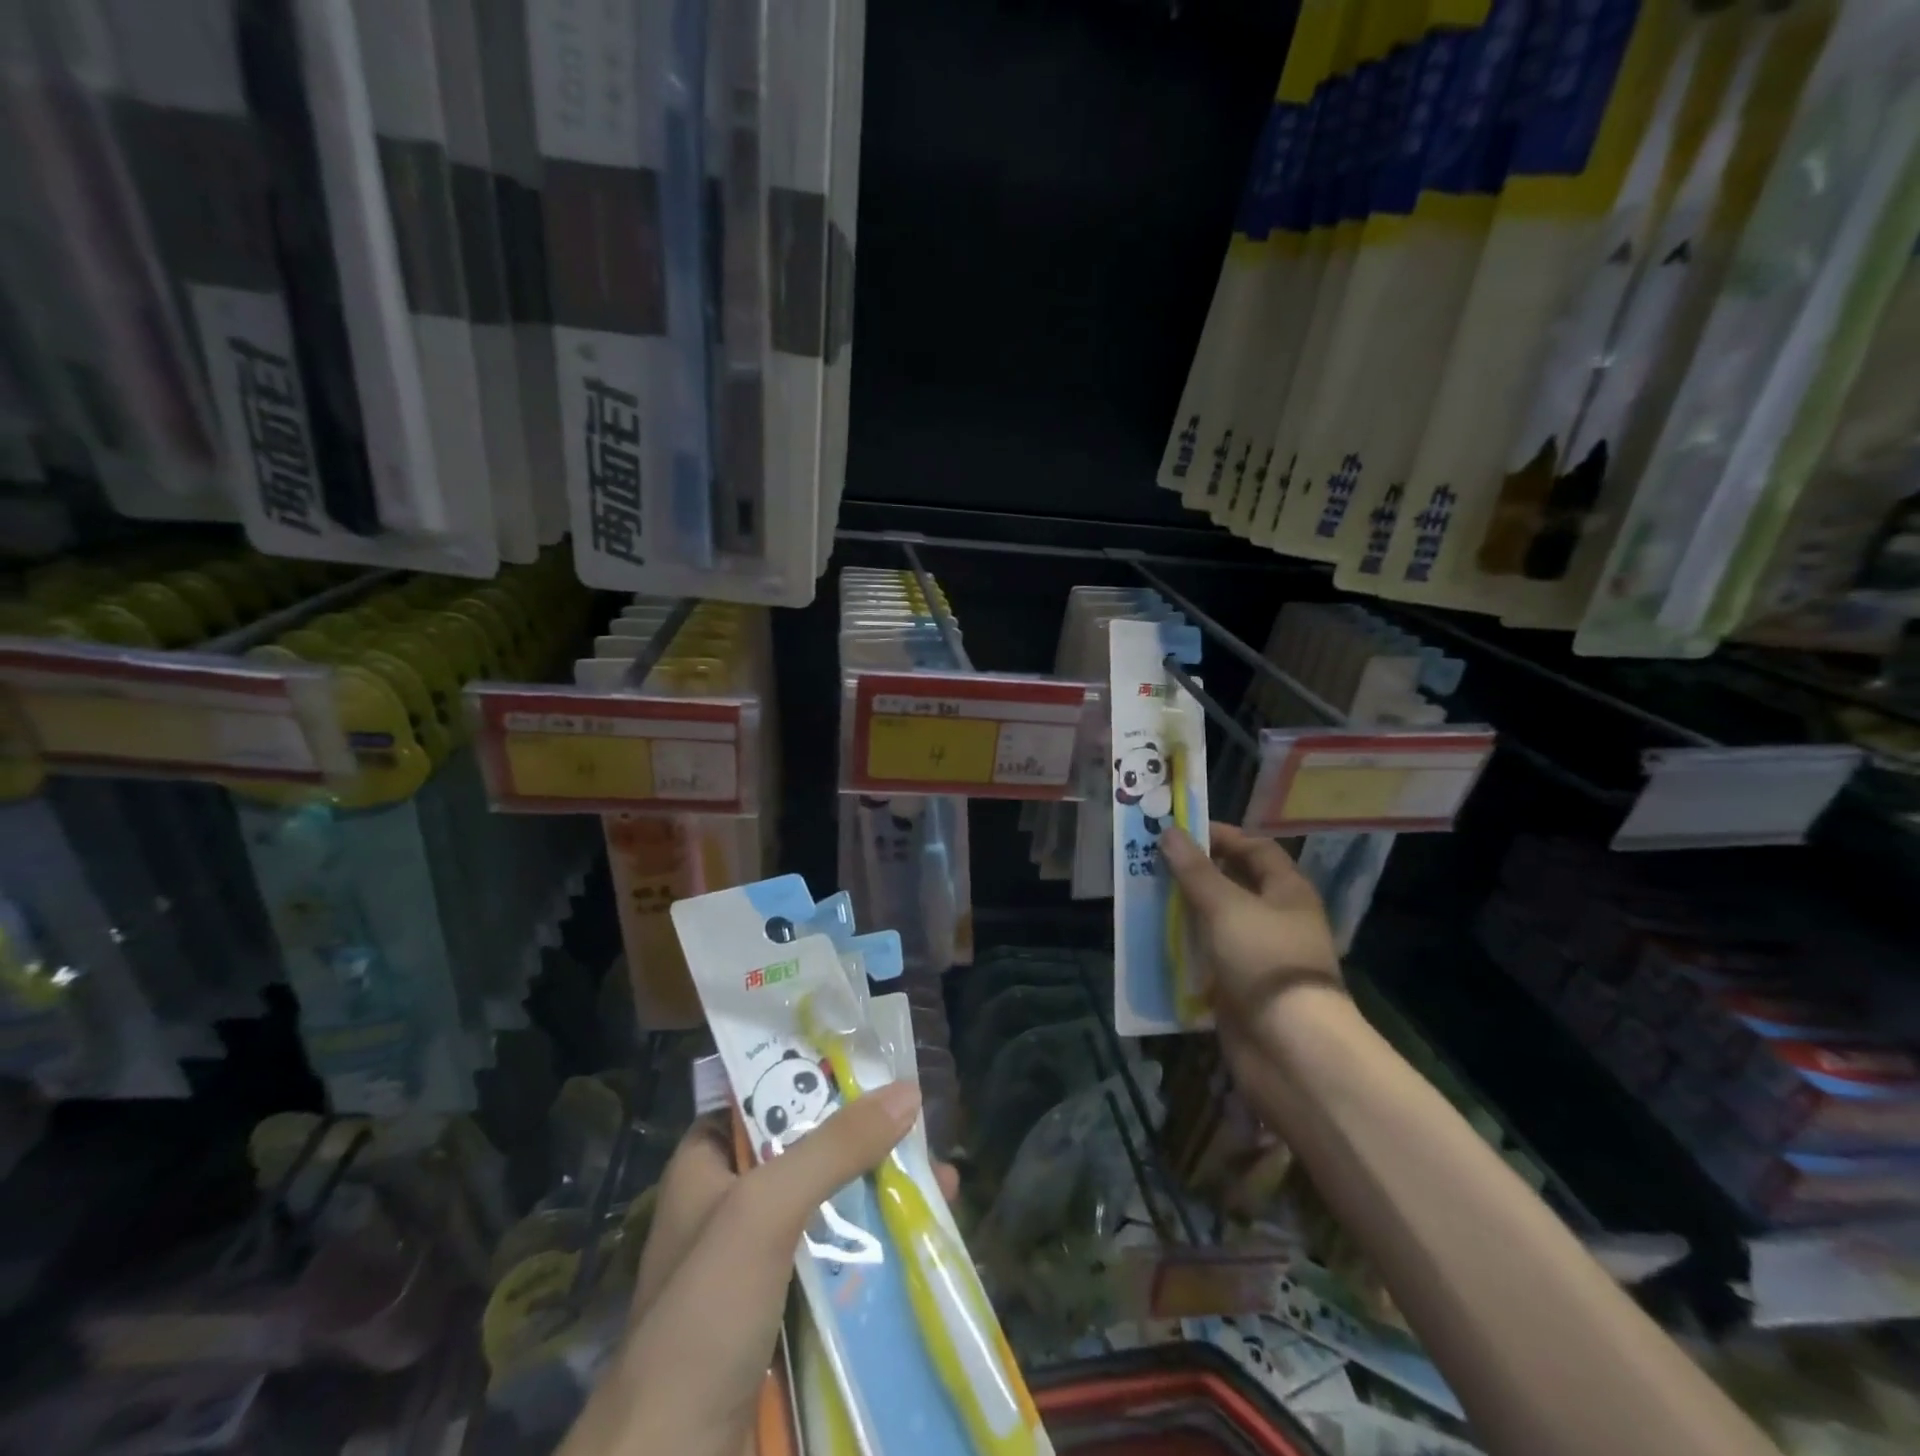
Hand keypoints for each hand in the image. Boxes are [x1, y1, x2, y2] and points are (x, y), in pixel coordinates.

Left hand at [563, 1085, 953, 1455]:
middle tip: (923, 1129)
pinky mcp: (787, 1317)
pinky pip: (840, 1265)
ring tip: (943, 1184)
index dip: (817, 1077)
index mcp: (707, 1166)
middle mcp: (732, 1207)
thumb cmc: (703, 1318)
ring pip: (832, 1209)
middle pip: (810, 1151)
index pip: (765, 1096)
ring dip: (882, 1196)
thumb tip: (908, 1091)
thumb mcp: (764, 1211)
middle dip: (867, 1141)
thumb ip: (833, 1148)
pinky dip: (879, 1250)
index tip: (875, 1069)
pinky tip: (924, 1242)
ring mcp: (760, 1265)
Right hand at [1159, 822, 1341, 1020]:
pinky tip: (1155, 940)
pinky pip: (1209, 957)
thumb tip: (1169, 832)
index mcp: (1287, 891)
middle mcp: (1277, 918)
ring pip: (1217, 922)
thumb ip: (1195, 870)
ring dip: (1185, 911)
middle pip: (1234, 884)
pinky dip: (1186, 947)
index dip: (1220, 836)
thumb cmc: (1264, 959)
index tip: (1179, 831)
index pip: (1255, 848)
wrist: (1289, 1046)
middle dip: (1195, 873)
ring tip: (1145, 898)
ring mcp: (1259, 954)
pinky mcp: (1241, 986)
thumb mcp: (1225, 906)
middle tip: (1153, 863)